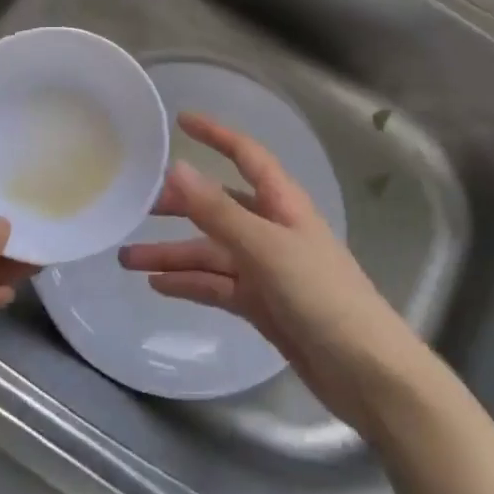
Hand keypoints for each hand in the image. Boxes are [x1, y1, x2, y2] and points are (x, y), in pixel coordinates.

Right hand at [119, 113, 431, 432]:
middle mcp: (272, 229)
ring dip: (172, 253)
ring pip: (211, 251)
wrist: (366, 373)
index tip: (180, 121)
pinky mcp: (262, 304)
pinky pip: (217, 285)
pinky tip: (158, 285)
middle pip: (218, 206)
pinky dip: (189, 283)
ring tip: (127, 259)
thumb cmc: (322, 296)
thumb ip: (218, 211)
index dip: (215, 134)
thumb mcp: (265, 248)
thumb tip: (176, 168)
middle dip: (178, 205)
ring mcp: (266, 268)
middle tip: (133, 208)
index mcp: (282, 203)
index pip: (245, 155)